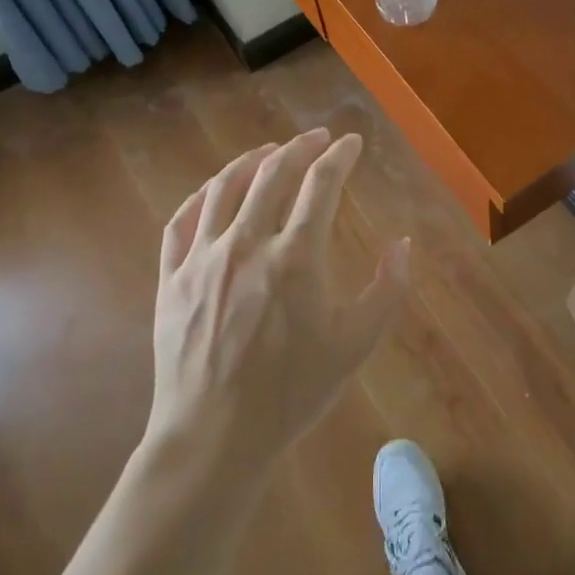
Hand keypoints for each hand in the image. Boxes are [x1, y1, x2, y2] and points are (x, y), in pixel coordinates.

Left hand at [147, 129, 408, 478]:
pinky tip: (215, 191)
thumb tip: (402, 243)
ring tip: (269, 150)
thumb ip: (387, 288)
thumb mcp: (356, 344)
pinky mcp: (172, 278)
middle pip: (272, 174)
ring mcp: (202, 259)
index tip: (352, 143)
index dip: (340, 157)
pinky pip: (183, 220)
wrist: (215, 436)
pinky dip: (203, 195)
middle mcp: (247, 244)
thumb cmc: (292, 392)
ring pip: (225, 188)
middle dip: (300, 147)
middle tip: (317, 138)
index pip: (321, 184)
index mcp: (296, 257)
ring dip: (251, 161)